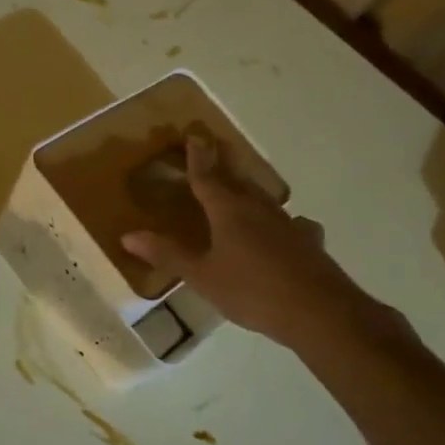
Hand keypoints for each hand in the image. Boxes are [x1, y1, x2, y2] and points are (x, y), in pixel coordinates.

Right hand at [120, 130, 383, 350]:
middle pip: (237, 180)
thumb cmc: (251, 290)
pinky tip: (289, 229)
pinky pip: (292, 223)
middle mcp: (258, 209)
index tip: (194, 134)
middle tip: (215, 147)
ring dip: (249, 189)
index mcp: (228, 211)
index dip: (197, 157)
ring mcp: (287, 223)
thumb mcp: (201, 276)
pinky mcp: (307, 242)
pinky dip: (282, 222)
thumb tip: (128, 236)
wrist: (317, 310)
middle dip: (224, 164)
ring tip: (241, 187)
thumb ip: (167, 254)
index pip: (206, 177)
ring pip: (263, 198)